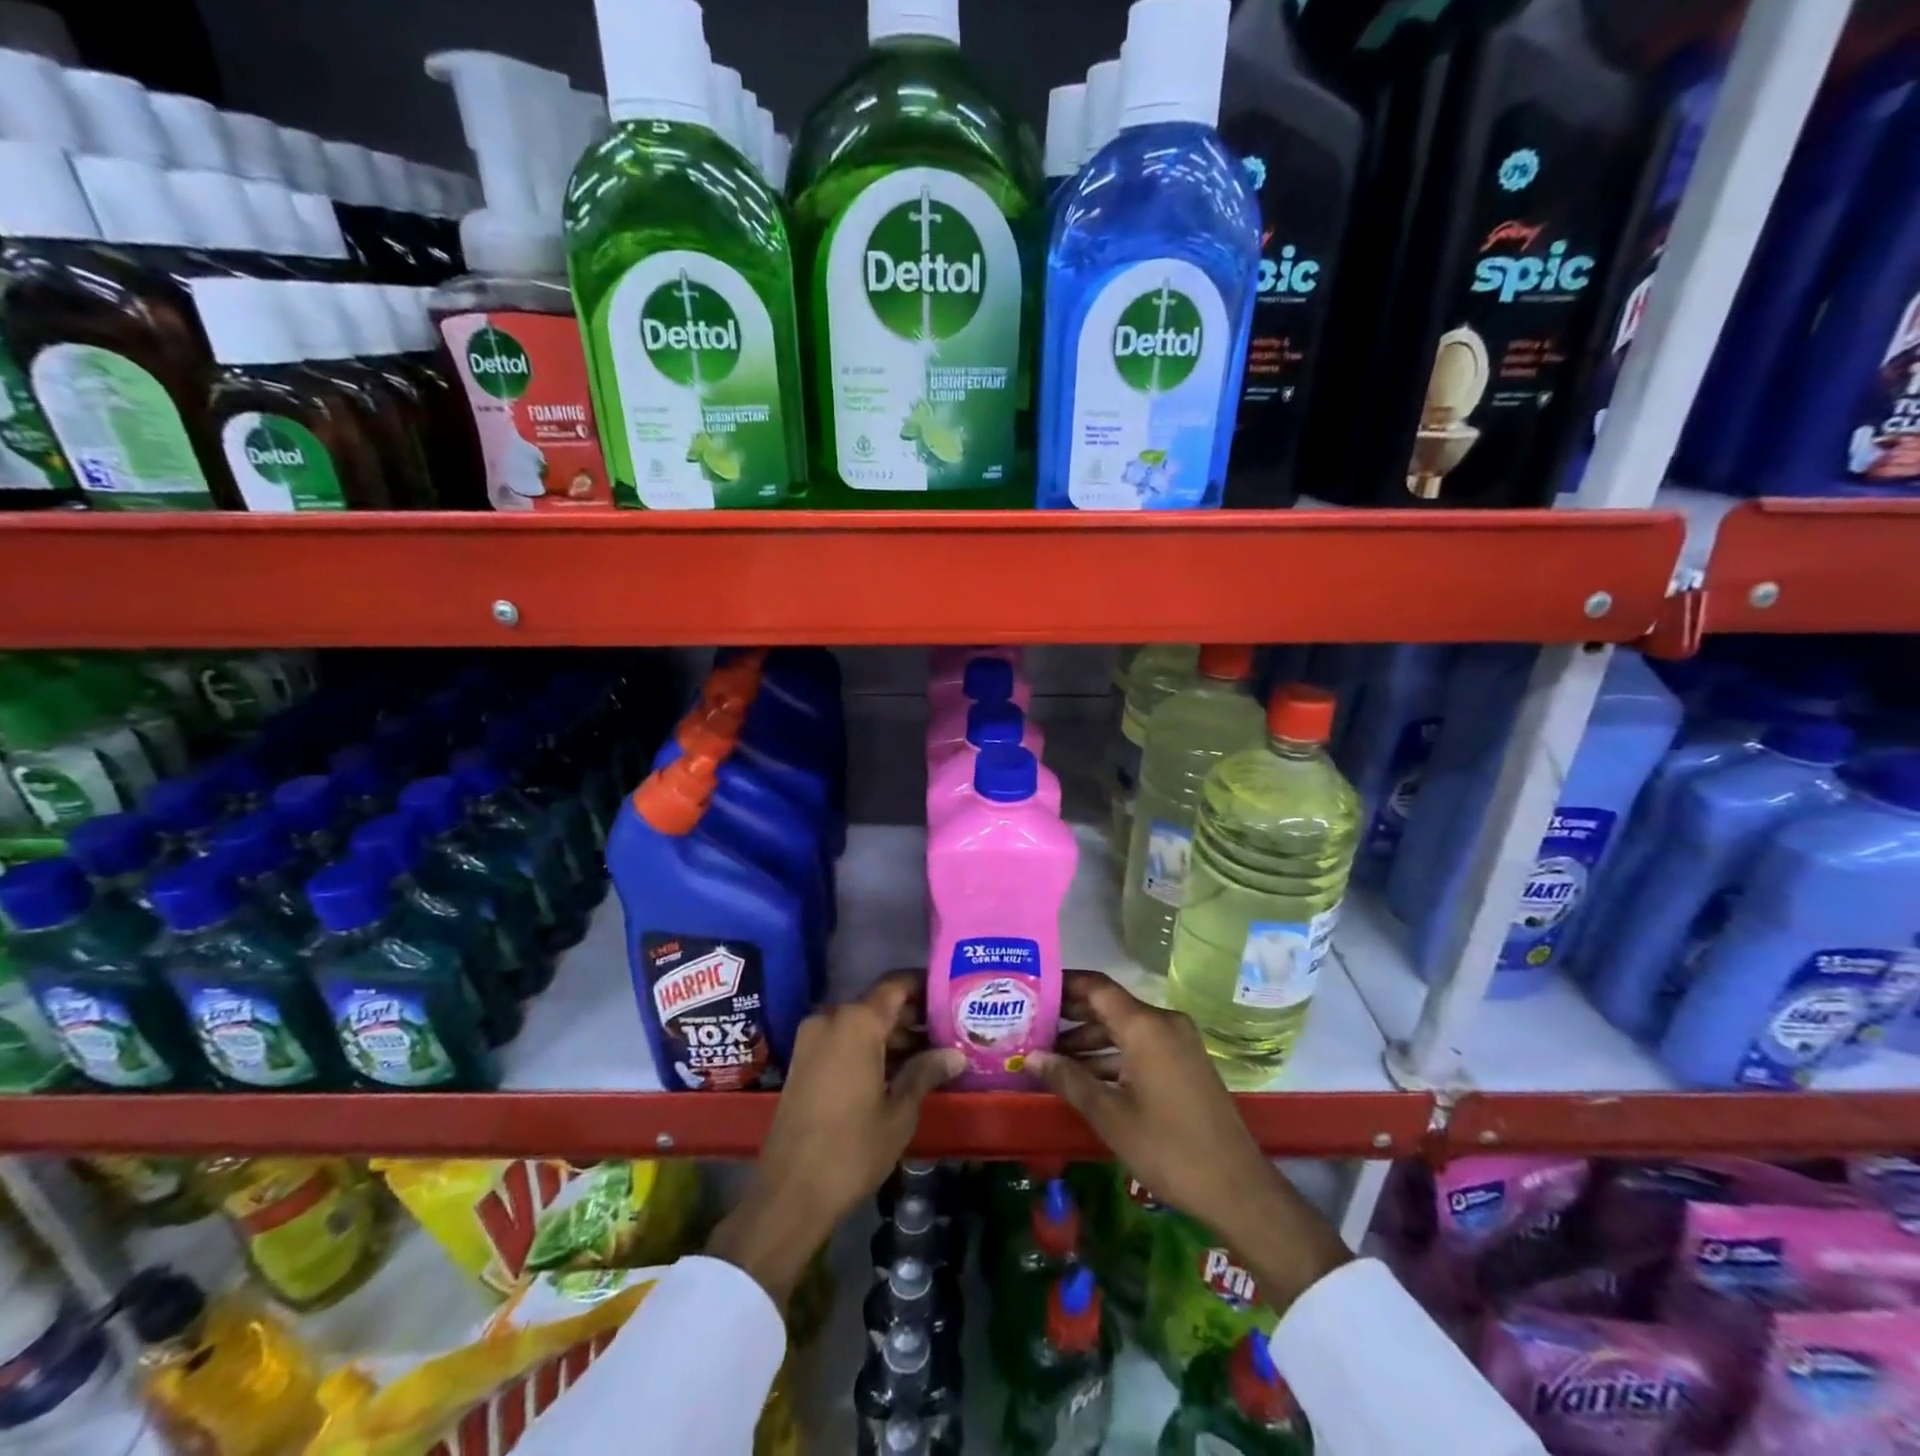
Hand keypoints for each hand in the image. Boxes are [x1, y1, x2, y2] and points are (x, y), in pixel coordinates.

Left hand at [706, 973, 962, 1303]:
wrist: (789, 1194)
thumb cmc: (852, 1149)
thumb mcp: (899, 1112)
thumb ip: (925, 1072)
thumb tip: (955, 1053)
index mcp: (857, 1022)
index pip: (897, 986)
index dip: (925, 986)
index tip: (950, 994)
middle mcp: (831, 1019)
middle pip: (878, 1004)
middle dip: (911, 1016)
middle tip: (947, 1031)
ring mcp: (811, 1040)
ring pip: (860, 1024)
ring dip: (890, 1035)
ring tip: (928, 1054)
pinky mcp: (802, 1062)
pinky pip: (842, 1041)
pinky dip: (868, 1047)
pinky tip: (896, 1070)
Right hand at [1028, 972, 1349, 1311]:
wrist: (1237, 1188)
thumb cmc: (1167, 1147)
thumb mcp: (1109, 1114)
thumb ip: (1067, 1079)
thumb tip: (1031, 1056)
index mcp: (1144, 1025)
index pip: (1095, 986)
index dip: (1063, 983)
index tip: (1032, 988)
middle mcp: (1163, 1022)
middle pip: (1108, 1005)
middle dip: (1070, 1015)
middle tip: (1031, 1024)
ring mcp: (1178, 1042)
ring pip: (1123, 1028)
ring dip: (1089, 1040)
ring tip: (1049, 1056)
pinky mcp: (1185, 1063)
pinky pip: (1140, 1045)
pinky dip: (1112, 1055)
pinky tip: (1084, 1076)